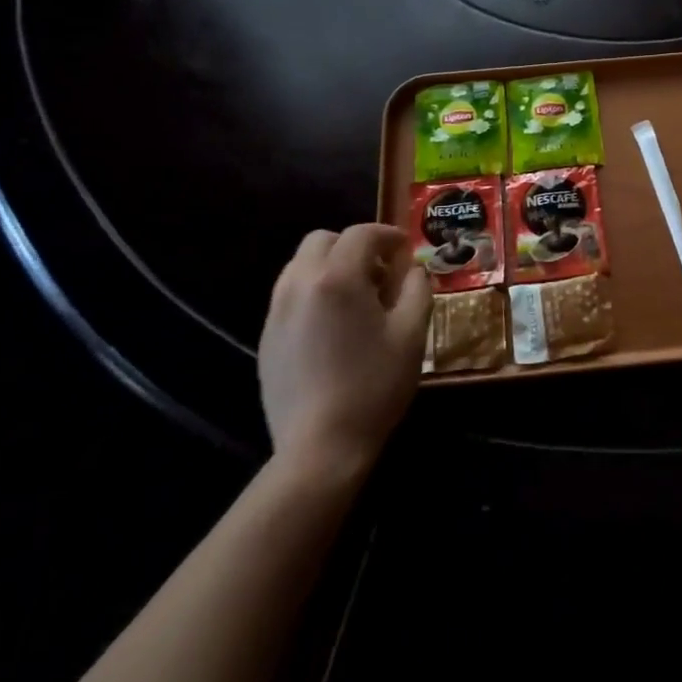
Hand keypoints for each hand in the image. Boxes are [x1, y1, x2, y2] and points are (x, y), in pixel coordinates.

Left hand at [257, 225, 431, 474]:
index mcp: (337, 277)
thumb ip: (416, 289)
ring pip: (301, 265)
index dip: (387, 235)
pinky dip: (313, 292)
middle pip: (322, 240)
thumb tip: (411, 269)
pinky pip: (290, 295)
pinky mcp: (266, 337)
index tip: (405, 250)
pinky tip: (332, 325)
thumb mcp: (412, 334)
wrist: (320, 448)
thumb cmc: (374, 385)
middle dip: (353, 245)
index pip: (361, 234)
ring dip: (330, 266)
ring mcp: (277, 311)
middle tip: (379, 271)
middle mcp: (299, 283)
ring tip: (355, 297)